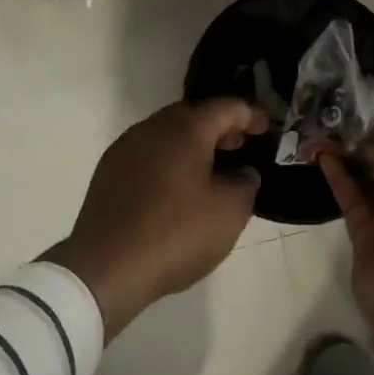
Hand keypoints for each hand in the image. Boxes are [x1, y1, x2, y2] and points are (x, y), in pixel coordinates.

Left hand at [43, 99, 267, 339]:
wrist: (106, 267)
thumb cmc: (176, 233)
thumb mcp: (229, 212)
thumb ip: (245, 183)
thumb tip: (242, 173)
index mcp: (186, 128)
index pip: (226, 107)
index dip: (251, 115)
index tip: (267, 129)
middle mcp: (153, 127)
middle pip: (194, 114)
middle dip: (220, 127)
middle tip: (241, 147)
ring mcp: (126, 147)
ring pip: (168, 133)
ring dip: (193, 144)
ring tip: (212, 169)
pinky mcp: (109, 171)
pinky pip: (149, 153)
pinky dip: (170, 159)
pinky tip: (177, 187)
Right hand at [320, 138, 373, 374]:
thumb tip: (363, 145)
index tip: (358, 118)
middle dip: (365, 146)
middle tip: (335, 124)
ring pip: (368, 181)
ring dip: (348, 160)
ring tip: (322, 136)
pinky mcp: (367, 236)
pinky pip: (352, 199)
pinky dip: (339, 178)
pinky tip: (323, 157)